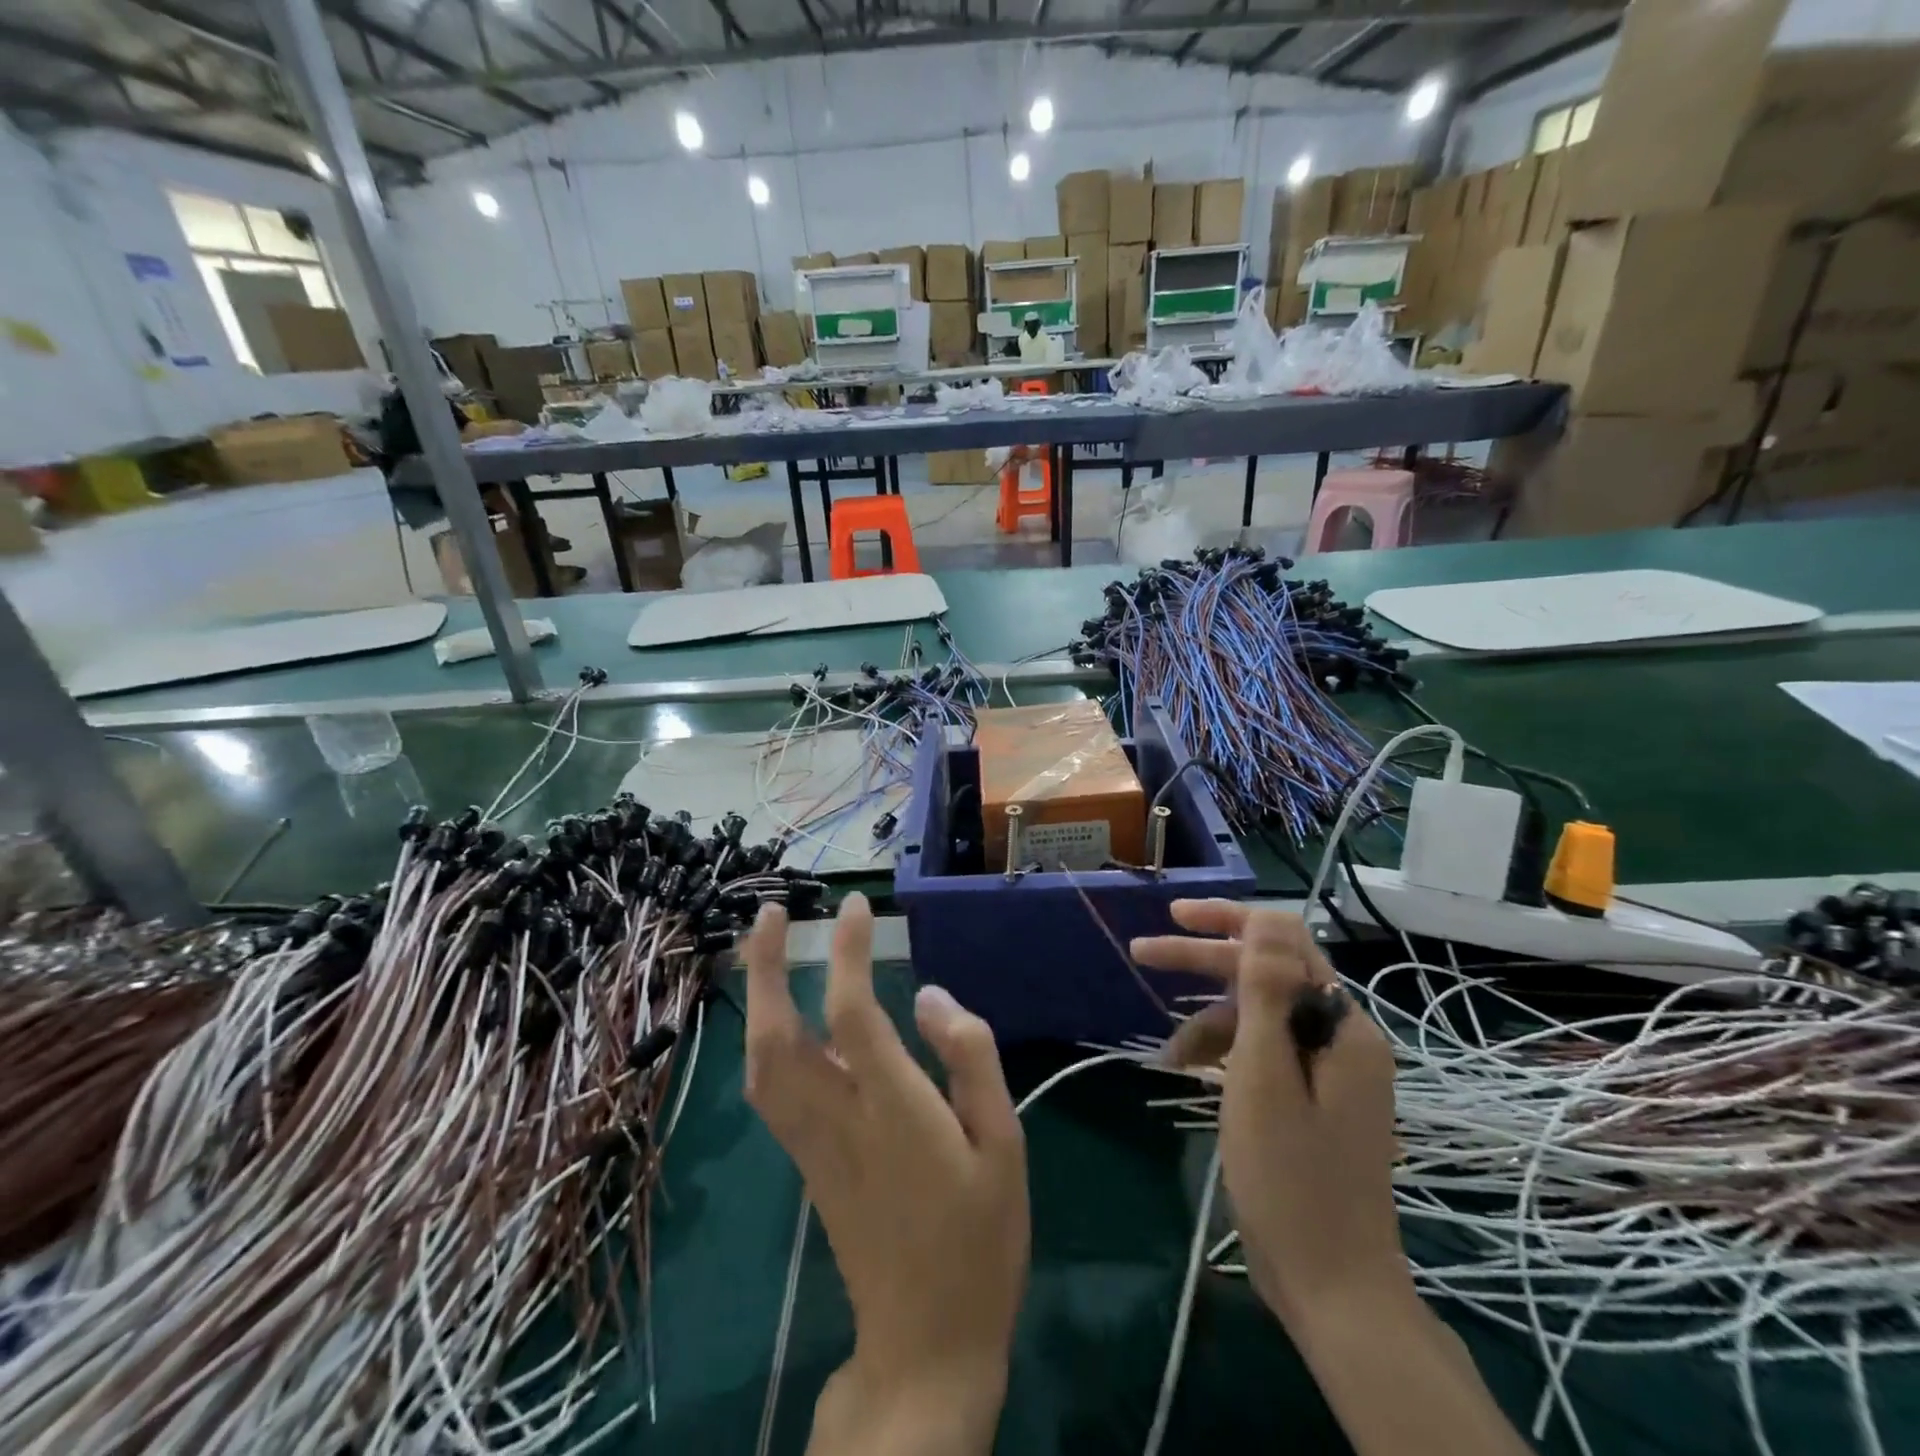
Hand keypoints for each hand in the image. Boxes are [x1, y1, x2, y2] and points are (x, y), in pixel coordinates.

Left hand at [743, 895, 1027, 1454]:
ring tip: (765, 949)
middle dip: (766, 967)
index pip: (853, 1011)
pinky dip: (763, 1037)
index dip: (849, 951)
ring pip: (760, 1063)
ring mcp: (813, 1143)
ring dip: (755, 999)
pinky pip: (769, 1089)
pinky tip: (778, 1015)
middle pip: (776, 1035)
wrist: (927, 1344)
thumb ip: (970, 1060)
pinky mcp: (807, 1162)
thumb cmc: (980, 1239)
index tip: (856, 904)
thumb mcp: (1004, 1144)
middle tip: (770, 912)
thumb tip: (930, 995)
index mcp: (892, 1109)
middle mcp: (838, 1118)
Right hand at [1130, 901, 1408, 1330]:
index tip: (1174, 917)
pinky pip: (1264, 1052)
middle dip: (1204, 962)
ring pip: (1260, 1015)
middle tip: (1144, 952)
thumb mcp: (1264, 1075)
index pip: (1283, 941)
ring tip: (1168, 1054)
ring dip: (1209, 1020)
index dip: (1227, 921)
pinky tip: (1191, 1070)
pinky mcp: (1313, 1098)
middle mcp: (1341, 1037)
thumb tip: (1266, 917)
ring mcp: (1328, 1070)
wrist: (1332, 1287)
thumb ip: (1265, 991)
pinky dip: (1225, 1053)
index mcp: (1341, 1025)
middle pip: (1267, 974)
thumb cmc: (1290, 1178)